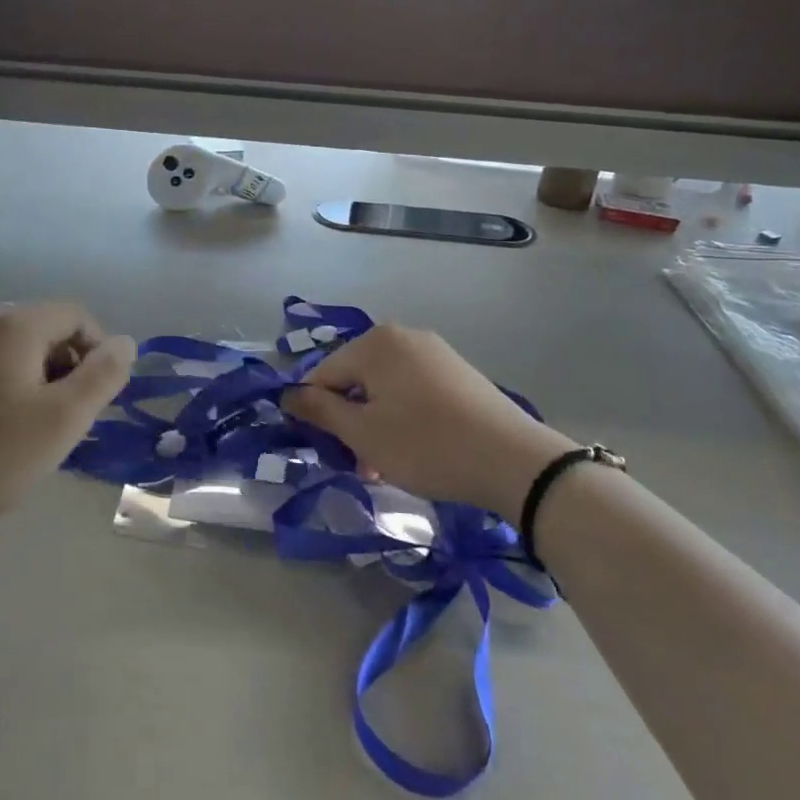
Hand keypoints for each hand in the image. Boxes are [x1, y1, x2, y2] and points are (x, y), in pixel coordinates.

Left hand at [0, 302, 133, 535]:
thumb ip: (102, 376)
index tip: (95, 400)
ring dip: (38, 384)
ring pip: (16, 354)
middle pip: (46, 330)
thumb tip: (127, 342)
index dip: (98, 352)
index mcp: (15, 325)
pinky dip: (6, 392)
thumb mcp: (62, 420)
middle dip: (67, 370)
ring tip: (33, 434)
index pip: (77, 315)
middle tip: (67, 421)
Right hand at [283, 325, 576, 522]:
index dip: (317, 414)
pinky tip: (415, 448)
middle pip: (354, 378)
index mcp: (374, 342)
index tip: (328, 451)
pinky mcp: (457, 371)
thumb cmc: (426, 444)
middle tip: (359, 463)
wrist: (513, 460)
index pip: (323, 375)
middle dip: (349, 420)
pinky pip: (412, 389)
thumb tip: (286, 394)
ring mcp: (433, 351)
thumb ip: (319, 410)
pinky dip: (403, 416)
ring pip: (383, 387)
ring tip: (386, 464)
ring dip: (375, 423)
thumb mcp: (363, 433)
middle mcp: (402, 336)